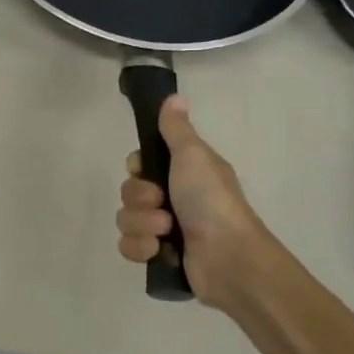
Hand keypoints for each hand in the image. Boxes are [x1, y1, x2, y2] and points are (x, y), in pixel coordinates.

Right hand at [116, 95, 276, 312]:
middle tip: (161, 202)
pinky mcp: (158, 256)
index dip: (137, 167)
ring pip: (126, 220)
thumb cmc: (211, 200)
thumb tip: (173, 96)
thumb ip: (175, 129)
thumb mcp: (193, 156)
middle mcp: (173, 198)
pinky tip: (159, 251)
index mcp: (183, 173)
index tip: (144, 169)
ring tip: (166, 231)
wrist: (227, 257)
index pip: (140, 164)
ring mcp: (164, 229)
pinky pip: (129, 246)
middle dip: (140, 199)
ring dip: (142, 225)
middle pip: (129, 192)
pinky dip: (141, 248)